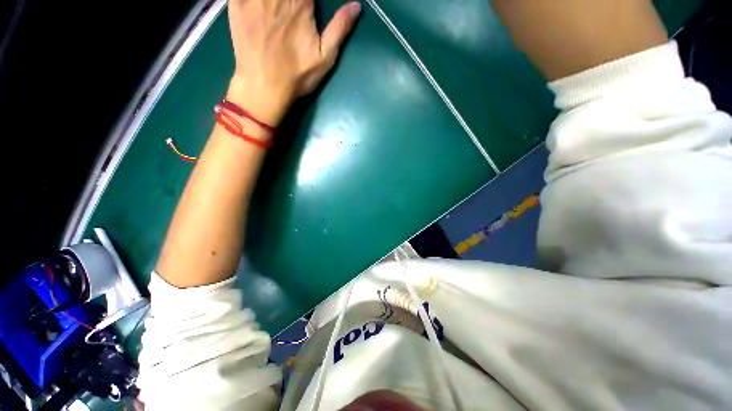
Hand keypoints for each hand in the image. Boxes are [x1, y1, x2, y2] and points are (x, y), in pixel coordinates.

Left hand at [228, 0, 360, 109]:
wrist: (264, 87)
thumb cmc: (298, 75)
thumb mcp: (325, 57)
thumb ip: (339, 28)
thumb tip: (357, 6)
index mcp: (301, 2)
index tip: (310, 5)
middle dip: (292, 0)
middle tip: (295, 8)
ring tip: (280, 9)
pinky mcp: (237, 4)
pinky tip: (260, 6)